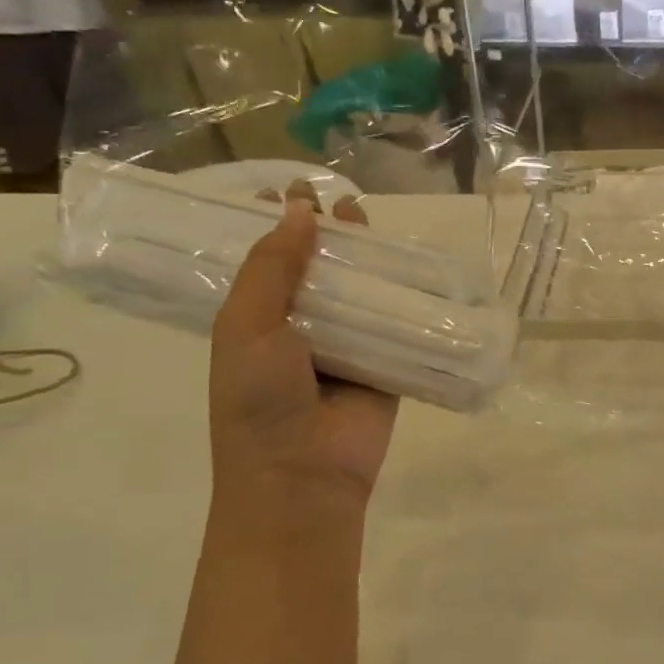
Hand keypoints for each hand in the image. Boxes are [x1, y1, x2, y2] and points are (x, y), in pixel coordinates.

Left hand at [209, 183, 398, 521]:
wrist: (302, 475)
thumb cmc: (258, 400)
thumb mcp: (246, 325)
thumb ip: (271, 267)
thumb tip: (300, 209)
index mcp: (258, 320)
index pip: (267, 260)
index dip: (276, 225)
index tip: (289, 189)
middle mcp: (302, 328)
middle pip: (319, 269)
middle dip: (327, 234)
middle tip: (339, 198)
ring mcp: (348, 346)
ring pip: (361, 291)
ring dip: (367, 258)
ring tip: (369, 217)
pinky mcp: (388, 364)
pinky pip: (399, 323)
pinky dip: (407, 297)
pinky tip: (417, 265)